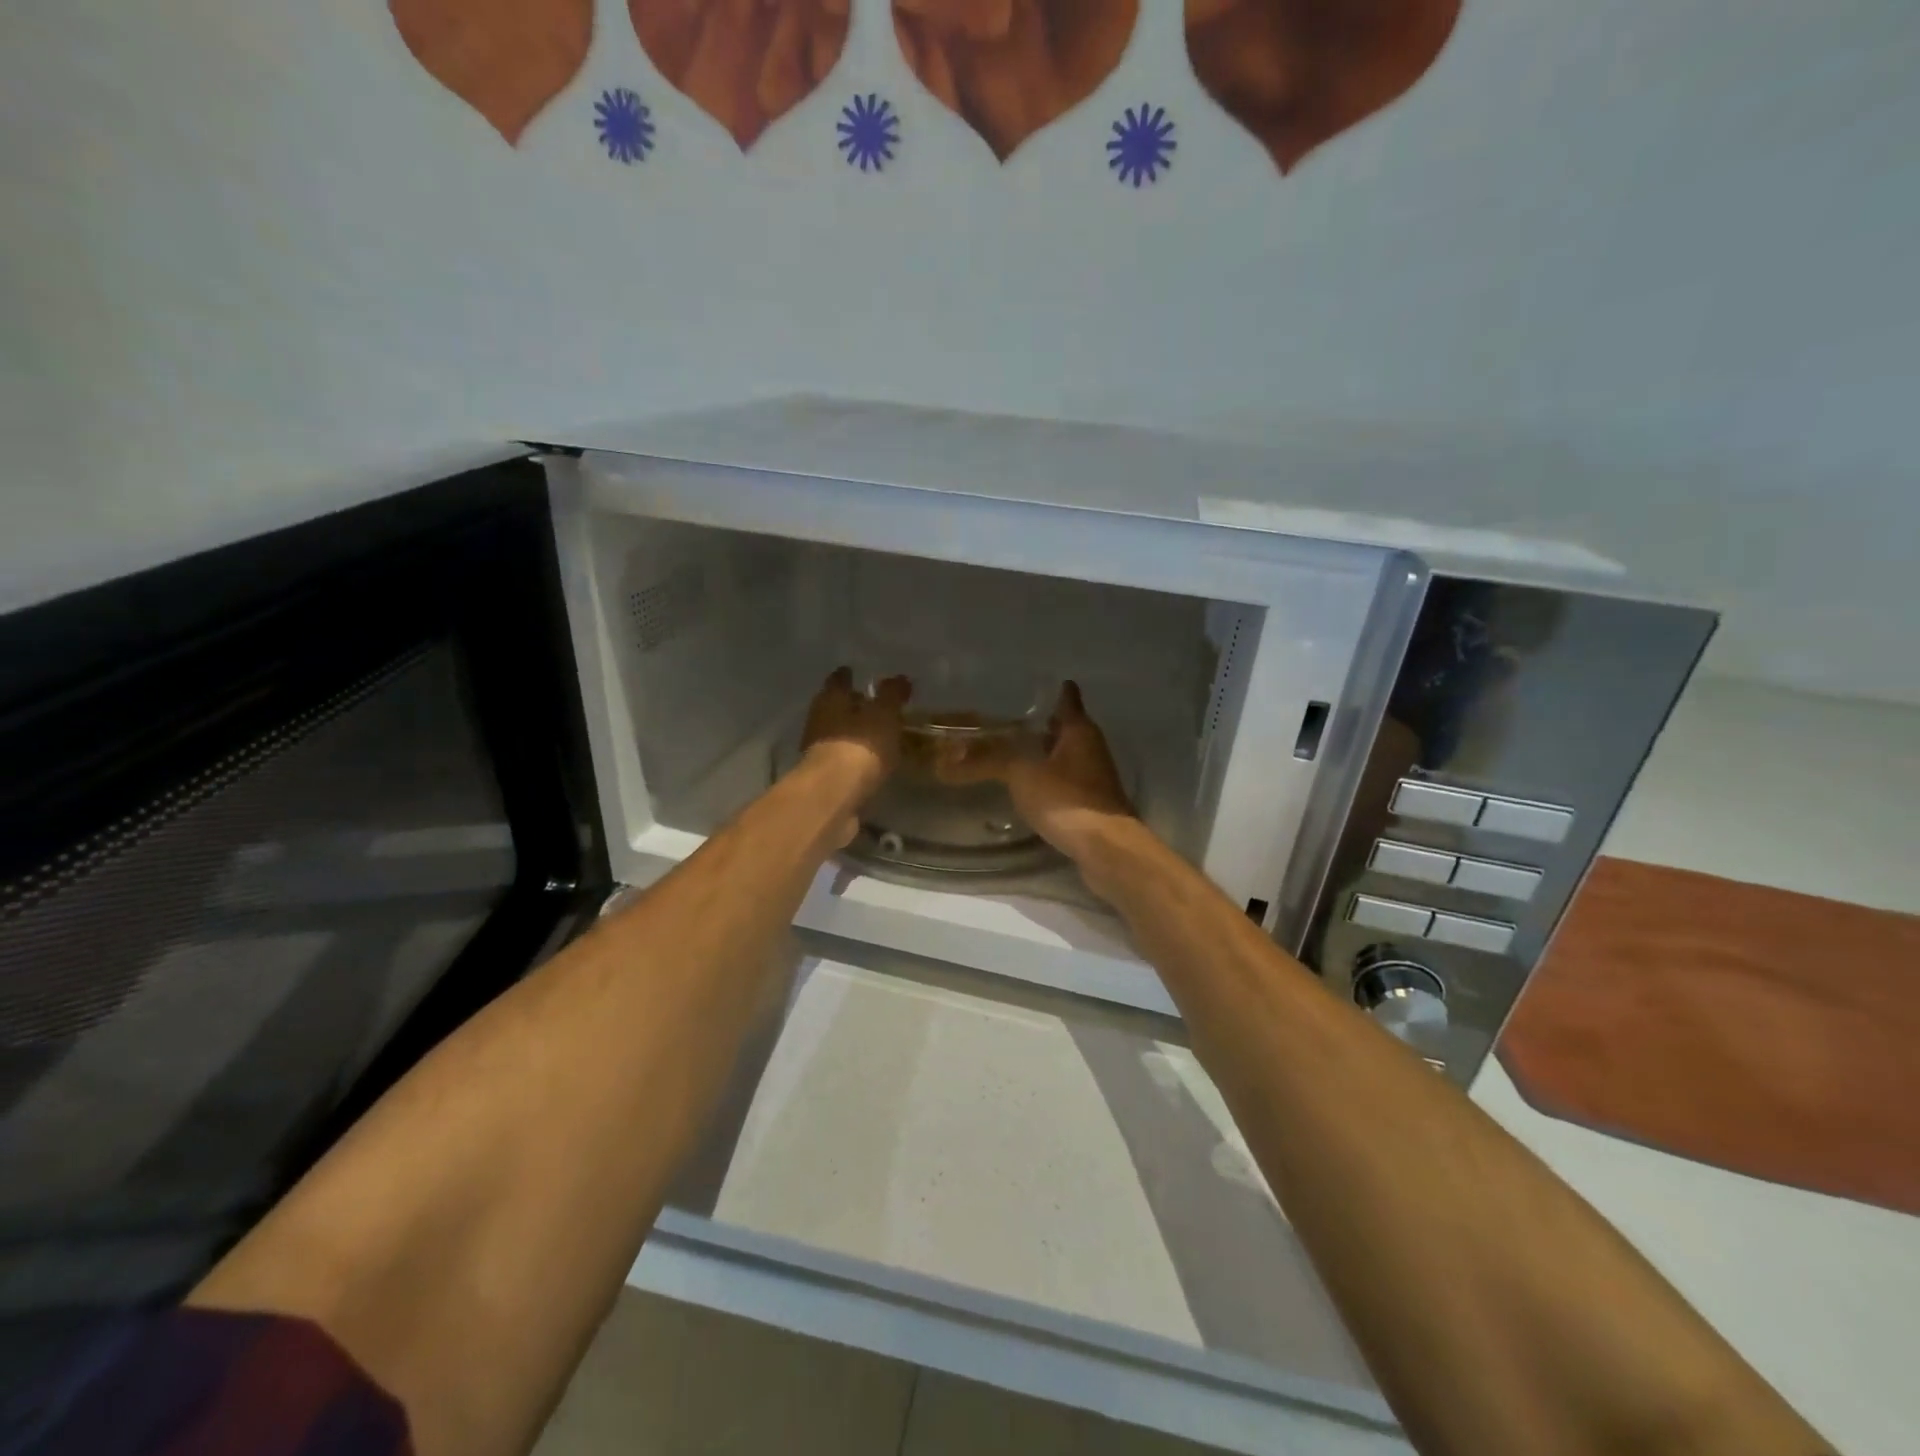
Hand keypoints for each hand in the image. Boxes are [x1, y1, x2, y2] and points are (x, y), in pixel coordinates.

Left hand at [800, 667, 911, 810]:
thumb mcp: (884, 715)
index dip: (848, 676)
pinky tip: (872, 764)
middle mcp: (819, 721)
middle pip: (836, 708)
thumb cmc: (860, 746)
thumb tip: (900, 677)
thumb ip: (892, 696)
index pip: (839, 680)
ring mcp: (819, 752)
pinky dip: (856, 760)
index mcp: (831, 699)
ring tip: (878, 736)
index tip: (857, 673)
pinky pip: (844, 761)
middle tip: (873, 705)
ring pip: (839, 735)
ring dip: (854, 735)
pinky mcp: (825, 778)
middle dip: (852, 706)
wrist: (834, 797)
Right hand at [936, 681, 1133, 862]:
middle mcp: (1091, 749)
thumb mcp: (1022, 775)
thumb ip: (988, 761)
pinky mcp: (1092, 804)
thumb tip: (947, 756)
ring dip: (1047, 754)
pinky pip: (1067, 782)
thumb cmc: (1067, 800)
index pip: (1068, 699)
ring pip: (1068, 756)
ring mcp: (1095, 778)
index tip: (1040, 684)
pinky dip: (1051, 779)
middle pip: (1068, 728)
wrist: (1106, 848)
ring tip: (1017, 752)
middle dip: (1046, 724)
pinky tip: (1031, 788)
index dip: (1056, 690)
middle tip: (1016, 720)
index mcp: (1079, 731)